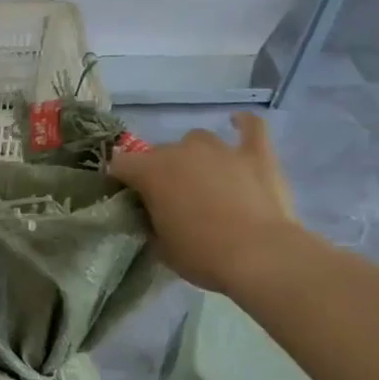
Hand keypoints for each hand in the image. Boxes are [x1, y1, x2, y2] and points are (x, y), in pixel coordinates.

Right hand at [108, 113, 300, 290]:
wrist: (258, 255)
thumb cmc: (201, 254)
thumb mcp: (160, 245)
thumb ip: (151, 222)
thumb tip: (154, 214)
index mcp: (151, 172)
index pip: (120, 164)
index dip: (120, 180)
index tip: (126, 198)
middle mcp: (182, 151)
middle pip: (159, 152)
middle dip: (158, 171)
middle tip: (168, 199)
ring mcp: (221, 149)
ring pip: (197, 140)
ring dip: (193, 156)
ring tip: (200, 177)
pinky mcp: (256, 154)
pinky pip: (251, 127)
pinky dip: (243, 124)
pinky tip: (238, 123)